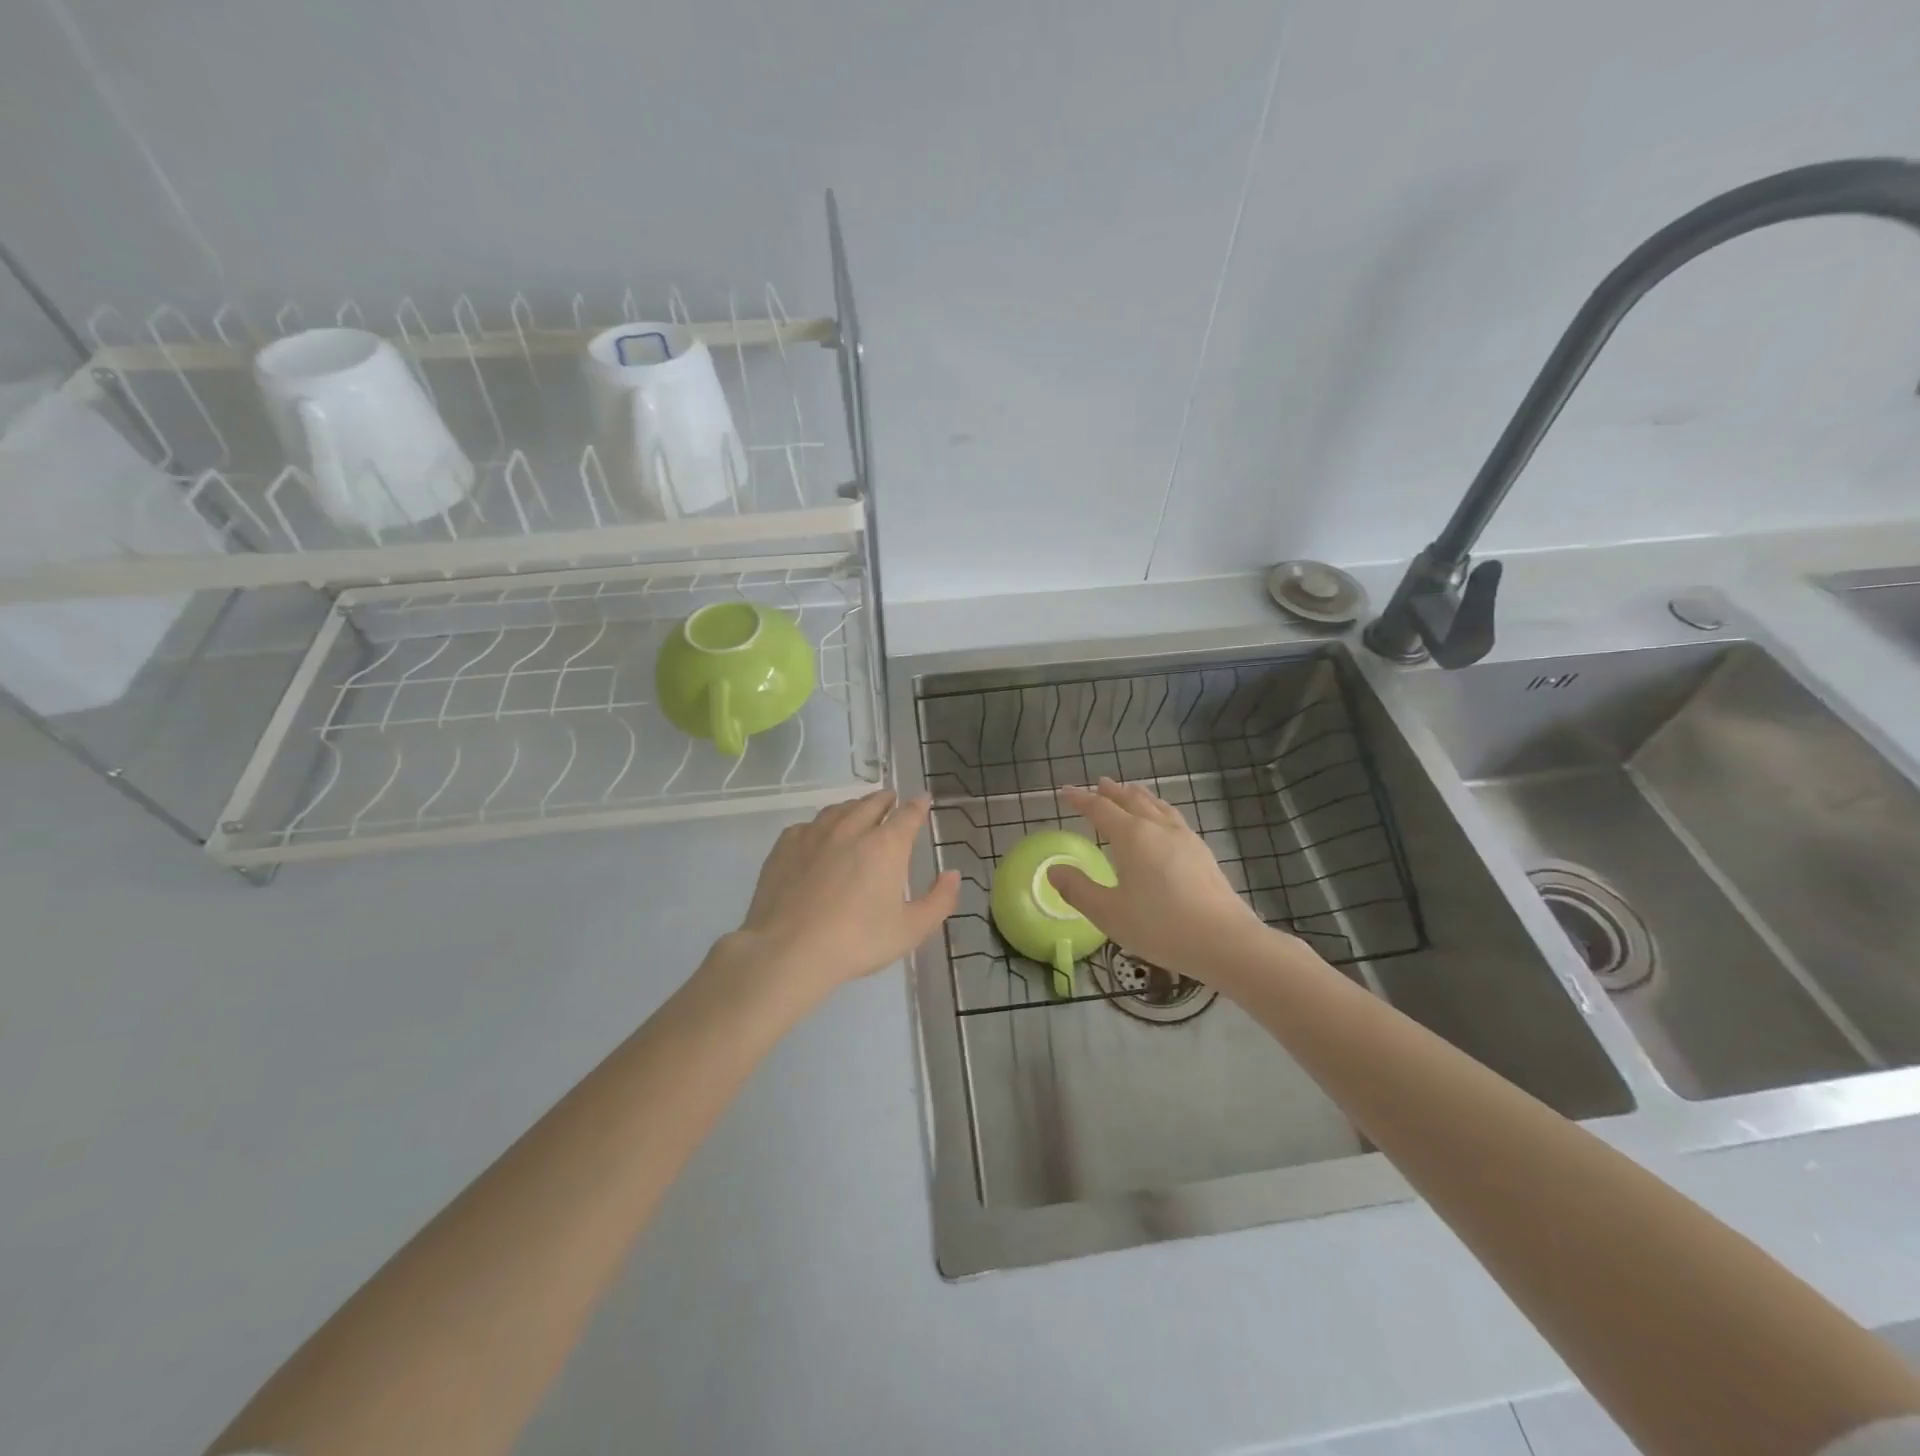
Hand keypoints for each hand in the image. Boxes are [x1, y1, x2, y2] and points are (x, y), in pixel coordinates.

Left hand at [722, 789, 958, 1001]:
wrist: (788, 951)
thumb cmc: (856, 941)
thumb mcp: (910, 930)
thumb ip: (939, 900)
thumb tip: (953, 874)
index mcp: (886, 845)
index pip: (908, 814)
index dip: (918, 805)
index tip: (923, 800)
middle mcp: (852, 829)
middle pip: (872, 803)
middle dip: (886, 800)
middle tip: (891, 801)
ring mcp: (815, 834)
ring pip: (839, 809)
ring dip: (854, 807)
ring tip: (858, 812)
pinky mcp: (785, 846)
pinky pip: (808, 825)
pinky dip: (821, 825)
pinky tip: (819, 836)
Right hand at [1048, 778, 1275, 979]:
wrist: (1224, 941)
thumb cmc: (1160, 926)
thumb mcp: (1108, 913)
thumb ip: (1078, 889)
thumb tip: (1053, 870)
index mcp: (1132, 837)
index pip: (1100, 809)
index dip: (1080, 800)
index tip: (1065, 792)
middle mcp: (1157, 828)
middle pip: (1131, 801)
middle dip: (1112, 792)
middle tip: (1099, 784)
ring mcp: (1184, 838)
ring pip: (1157, 806)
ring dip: (1139, 796)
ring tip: (1131, 790)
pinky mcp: (1202, 852)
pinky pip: (1173, 817)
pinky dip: (1159, 809)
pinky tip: (1163, 821)